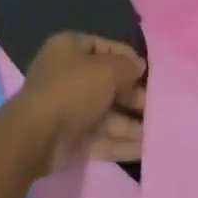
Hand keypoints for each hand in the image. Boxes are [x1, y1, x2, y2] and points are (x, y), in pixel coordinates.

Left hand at [11, 32, 146, 174]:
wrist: (36, 137)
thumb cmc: (72, 90)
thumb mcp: (105, 70)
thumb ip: (127, 66)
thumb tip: (140, 66)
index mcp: (69, 49)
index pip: (104, 47)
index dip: (128, 58)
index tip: (150, 73)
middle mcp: (68, 75)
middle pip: (108, 83)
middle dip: (134, 95)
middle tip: (159, 106)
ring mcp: (70, 109)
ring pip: (107, 113)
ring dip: (132, 123)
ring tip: (161, 131)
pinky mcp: (72, 138)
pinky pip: (102, 137)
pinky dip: (122, 143)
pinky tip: (147, 149)